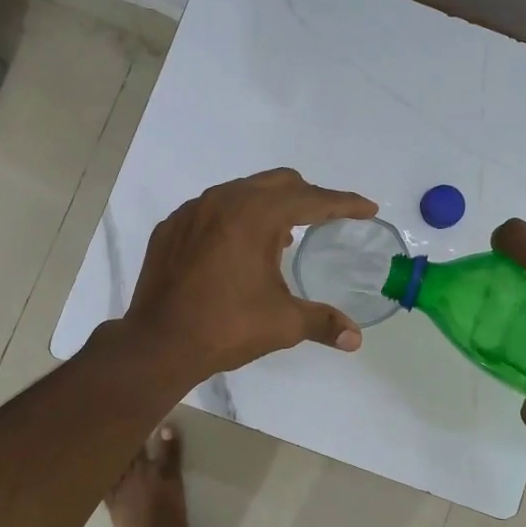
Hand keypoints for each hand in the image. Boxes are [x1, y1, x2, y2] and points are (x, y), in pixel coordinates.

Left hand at [123, 169, 377, 379]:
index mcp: (257, 215)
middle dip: (308, 196)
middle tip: (327, 218)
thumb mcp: (283, 324)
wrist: (158, 343)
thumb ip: (323, 322)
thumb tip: (356, 339)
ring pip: (242, 191)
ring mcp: (192, 210)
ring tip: (284, 236)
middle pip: (278, 183)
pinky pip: (212, 208)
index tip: (367, 208)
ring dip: (269, 205)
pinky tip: (237, 247)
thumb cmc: (226, 328)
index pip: (312, 200)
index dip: (344, 204)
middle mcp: (224, 200)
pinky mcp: (171, 227)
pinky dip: (235, 218)